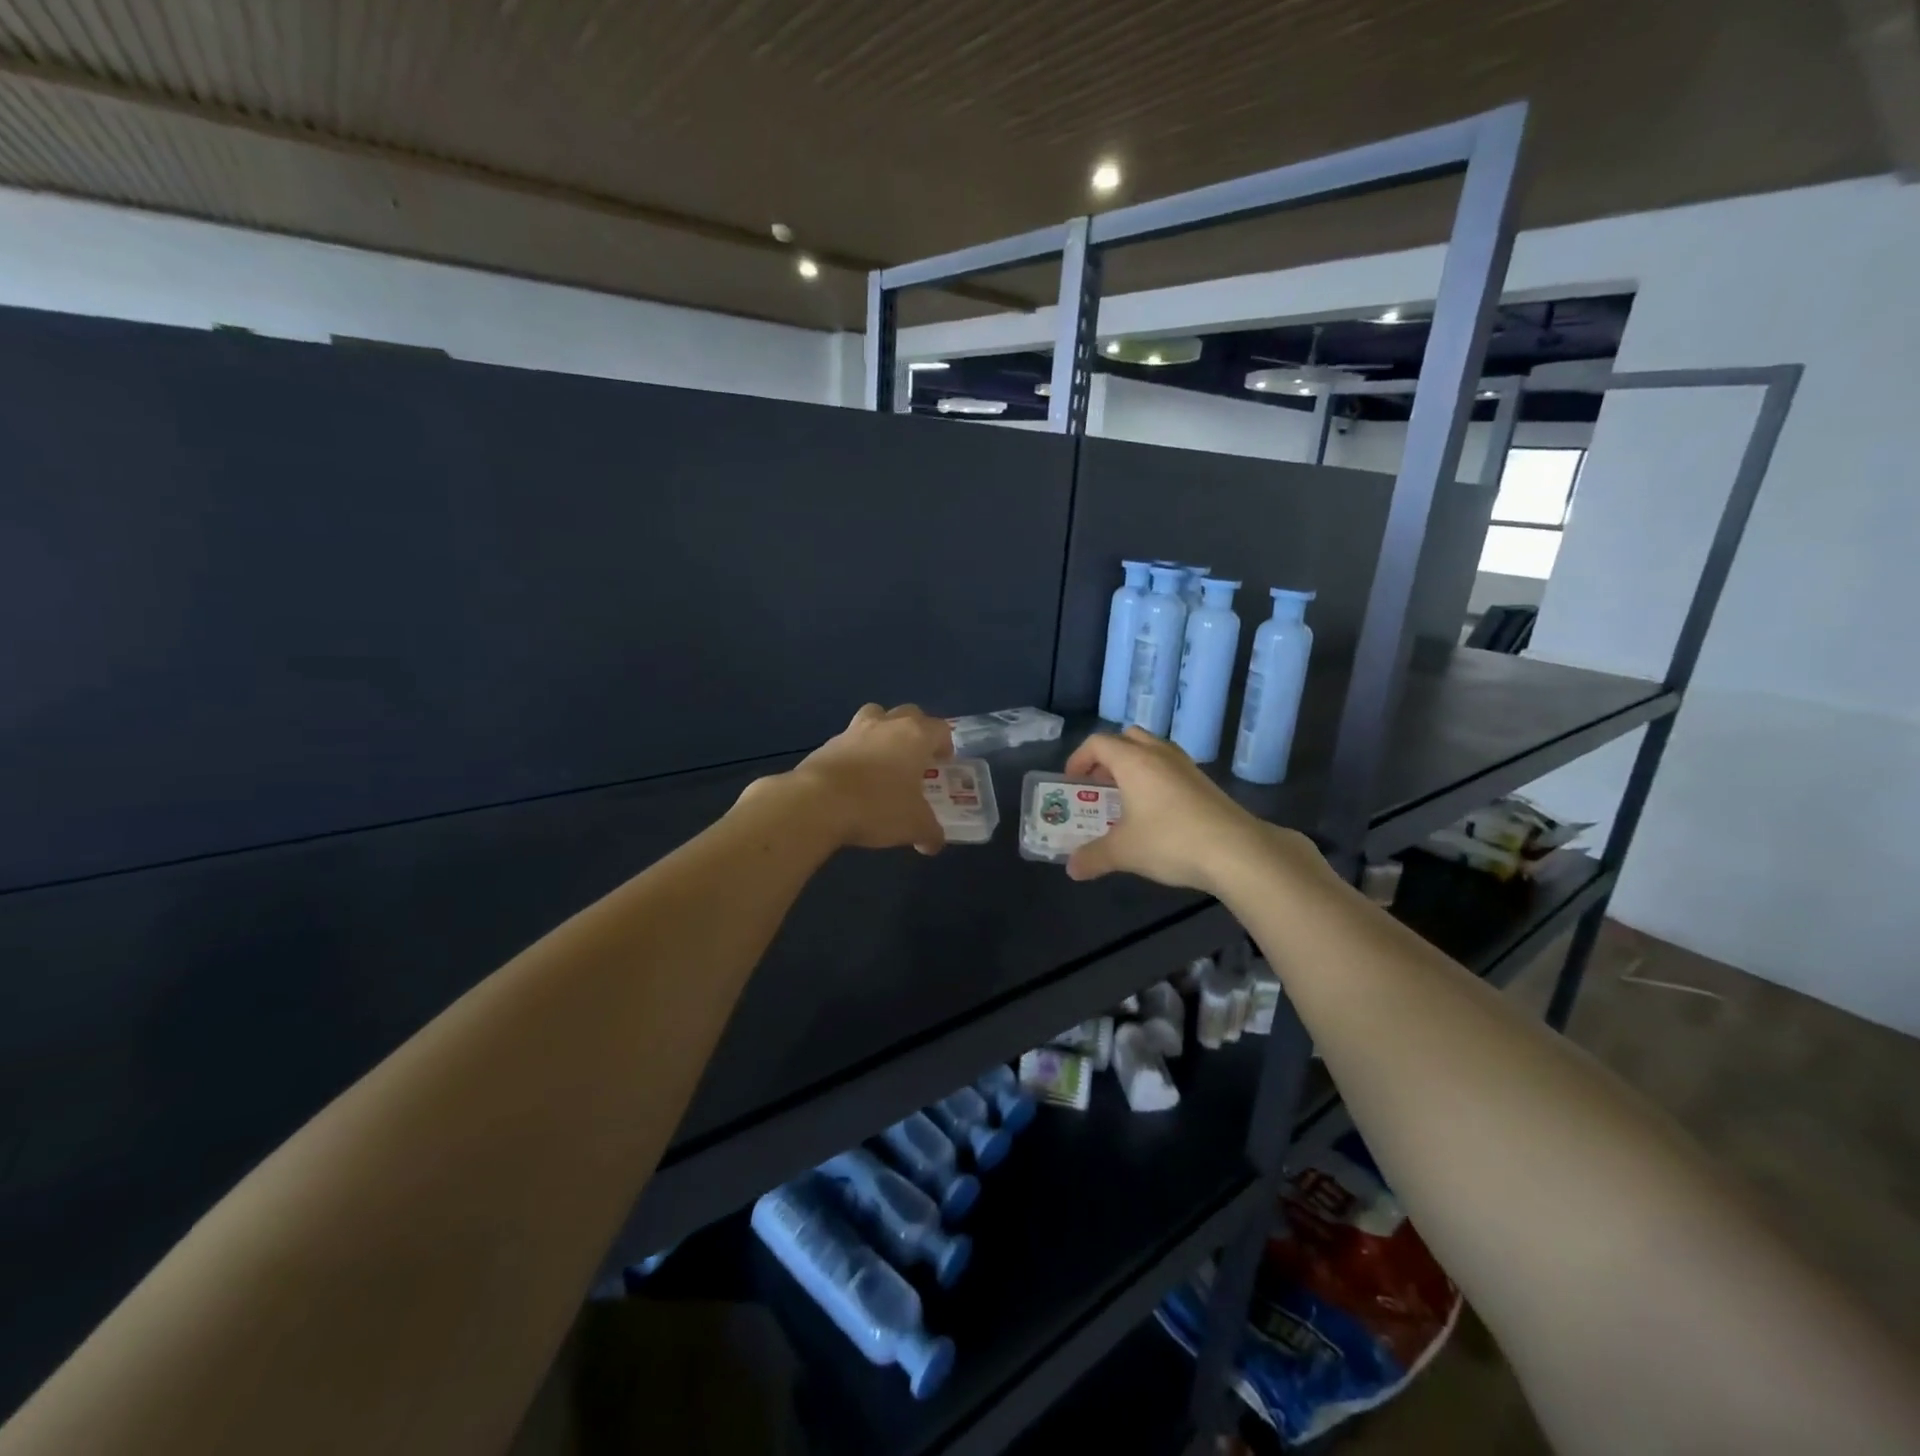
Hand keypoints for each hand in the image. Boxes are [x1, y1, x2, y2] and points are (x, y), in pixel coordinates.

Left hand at [782, 703, 953, 853]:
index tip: (943, 764)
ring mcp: (854, 730)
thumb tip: (933, 843)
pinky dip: (857, 751)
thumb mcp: (914, 825)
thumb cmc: (877, 806)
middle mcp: (886, 724)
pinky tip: (855, 778)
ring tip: (883, 759)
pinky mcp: (828, 743)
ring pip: (875, 716)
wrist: (817, 802)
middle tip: (916, 758)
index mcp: (915, 736)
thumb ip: (930, 832)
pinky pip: (850, 740)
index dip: (945, 745)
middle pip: (909, 714)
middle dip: (916, 731)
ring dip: (883, 731)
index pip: (940, 729)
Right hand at [1061, 727, 1314, 893]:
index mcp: (1133, 761)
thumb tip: (1072, 868)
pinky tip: (1155, 812)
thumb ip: (1093, 856)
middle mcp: (1159, 754)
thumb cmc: (1170, 841)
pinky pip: (1170, 768)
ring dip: (1134, 767)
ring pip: (1153, 751)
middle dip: (1108, 757)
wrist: (1236, 851)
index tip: (1071, 782)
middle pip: (1127, 738)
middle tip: (1099, 785)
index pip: (1098, 743)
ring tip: (1125, 798)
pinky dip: (1155, 779)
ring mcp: (1186, 766)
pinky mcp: (1204, 783)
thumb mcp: (1124, 852)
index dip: (1079, 759)